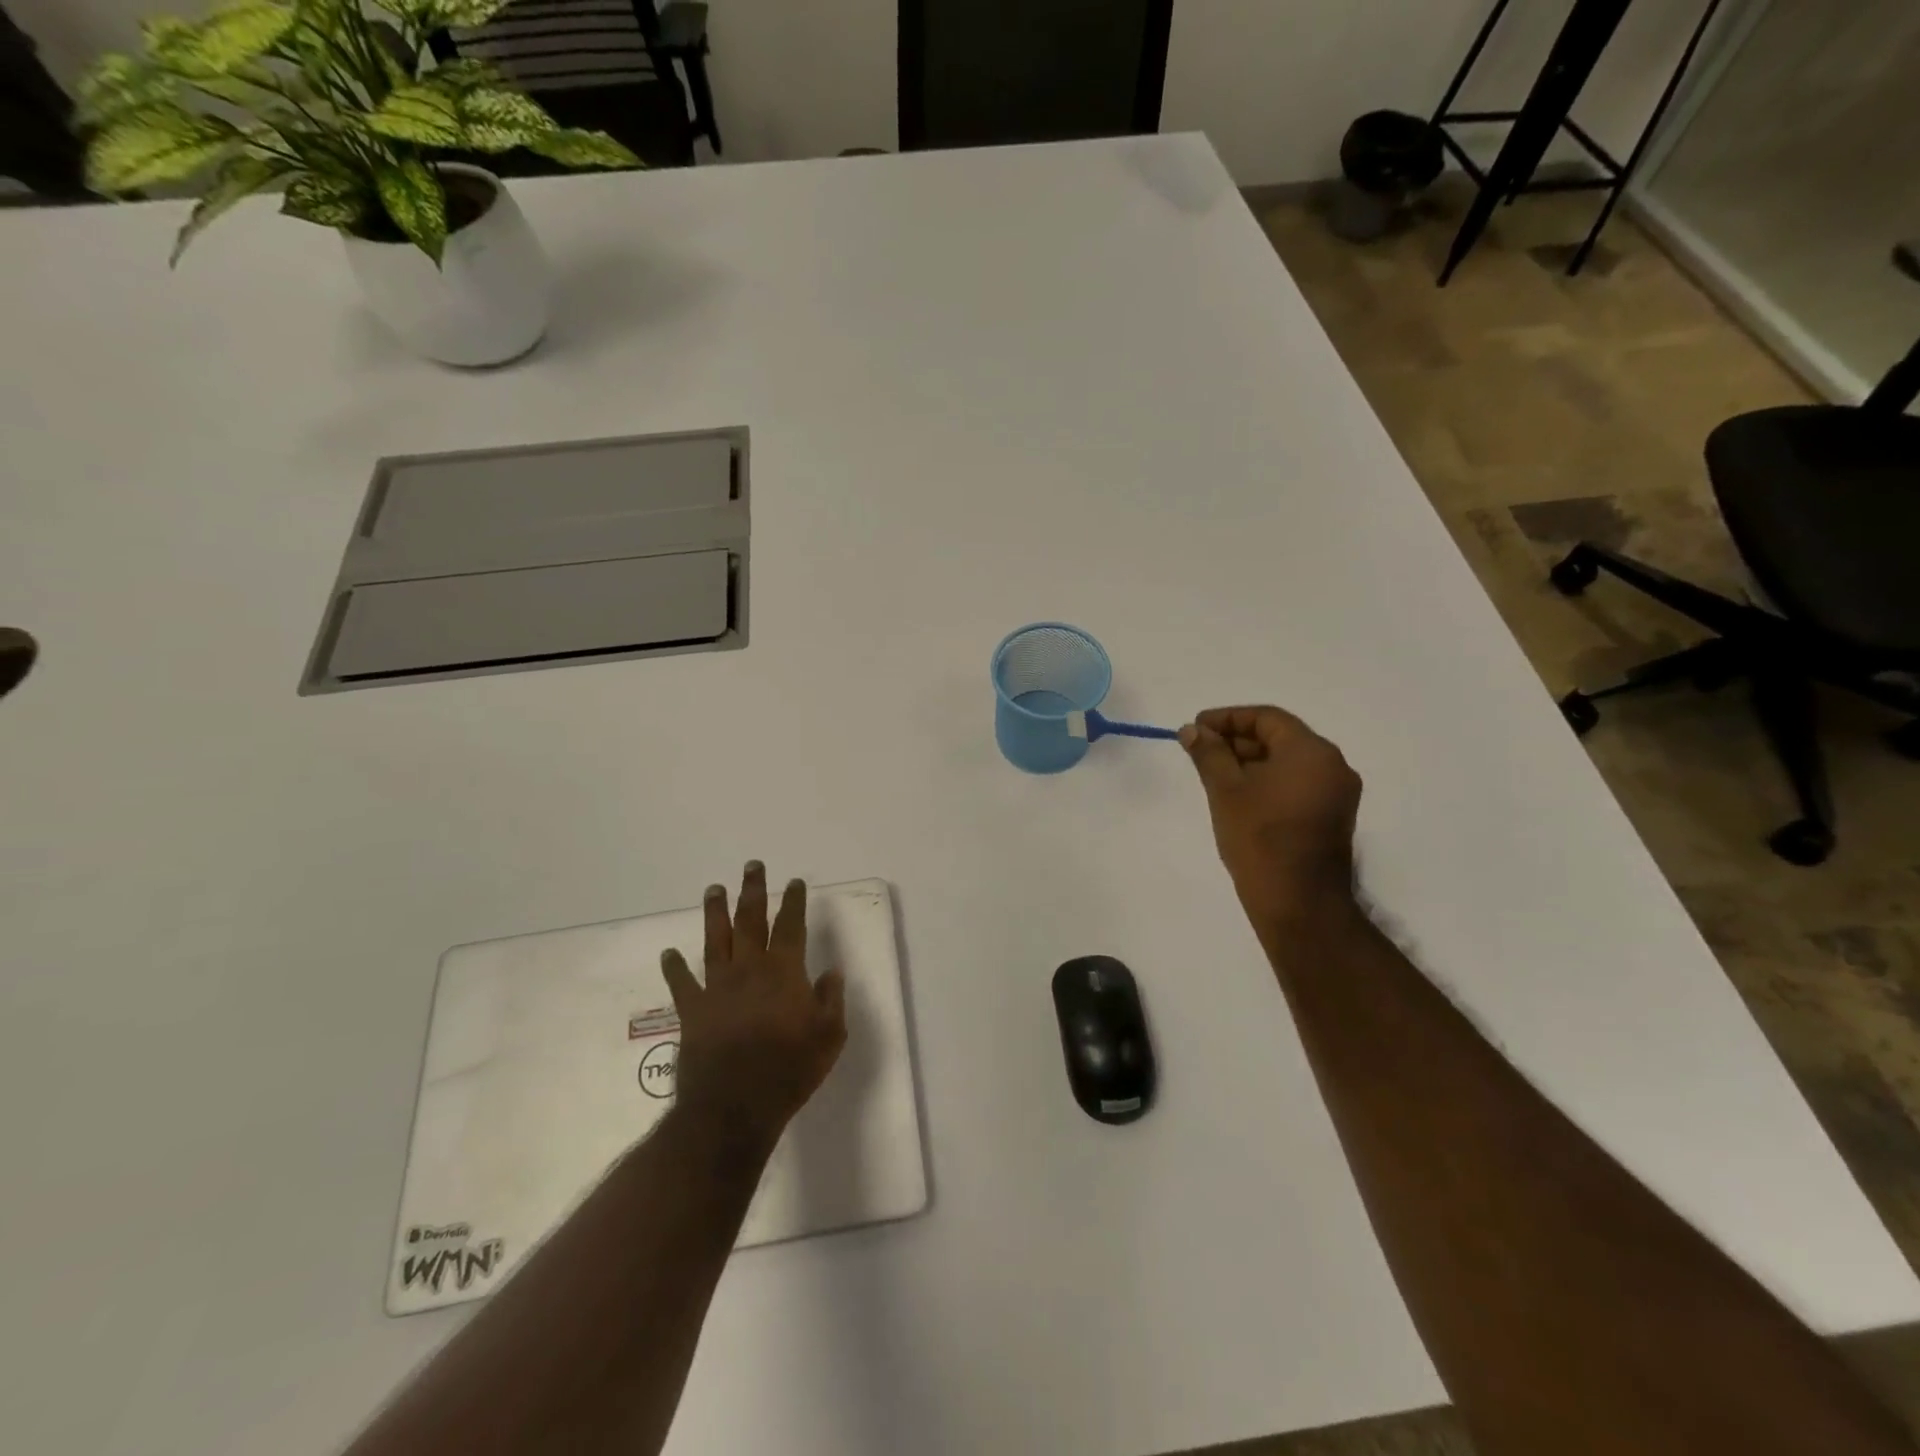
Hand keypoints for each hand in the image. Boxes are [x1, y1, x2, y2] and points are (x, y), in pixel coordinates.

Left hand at [660, 863, 847, 1151]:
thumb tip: (831, 972)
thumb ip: (831, 999)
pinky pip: (681, 983)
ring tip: (714, 889)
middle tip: (752, 866)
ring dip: (715, 913)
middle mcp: (749, 969)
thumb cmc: (789, 1071)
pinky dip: (674, 967)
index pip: (790, 926)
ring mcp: (717, 988)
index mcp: (784, 972)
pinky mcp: (693, 1011)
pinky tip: (668, 954)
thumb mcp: (829, 1037)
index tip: (795, 882)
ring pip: (715, 940)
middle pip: (750, 921)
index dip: (794, 902)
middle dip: (753, 892)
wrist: (734, 1107)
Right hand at [1180, 706, 1362, 929]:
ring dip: (1250, 762)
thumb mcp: (1225, 790)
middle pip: (1279, 738)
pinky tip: (1237, 796)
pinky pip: (1296, 785)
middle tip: (1200, 751)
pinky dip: (1267, 782)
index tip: (1196, 728)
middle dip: (1237, 740)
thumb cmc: (1259, 839)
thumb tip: (1192, 730)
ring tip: (1212, 774)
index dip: (1227, 718)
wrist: (1299, 903)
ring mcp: (1336, 794)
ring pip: (1287, 763)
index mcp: (1312, 752)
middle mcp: (1333, 765)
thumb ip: (1208, 754)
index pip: (1267, 718)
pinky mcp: (1331, 817)